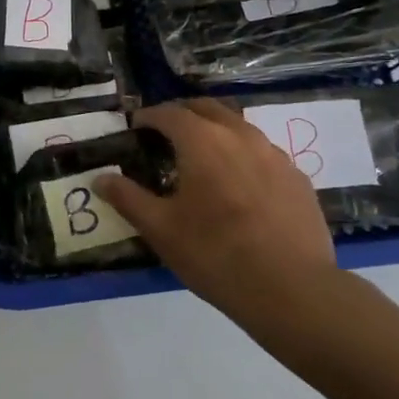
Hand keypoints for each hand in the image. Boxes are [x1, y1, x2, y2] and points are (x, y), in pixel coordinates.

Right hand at [96, 99, 341, 321]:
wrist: (293, 290)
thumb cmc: (216, 254)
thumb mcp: (161, 230)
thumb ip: (128, 198)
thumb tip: (100, 178)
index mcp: (202, 140)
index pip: (169, 113)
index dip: (149, 117)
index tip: (136, 127)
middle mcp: (240, 135)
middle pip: (207, 109)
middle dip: (183, 115)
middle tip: (167, 135)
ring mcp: (275, 154)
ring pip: (239, 128)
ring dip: (216, 132)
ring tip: (204, 158)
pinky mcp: (298, 178)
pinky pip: (264, 154)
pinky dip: (244, 157)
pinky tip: (241, 186)